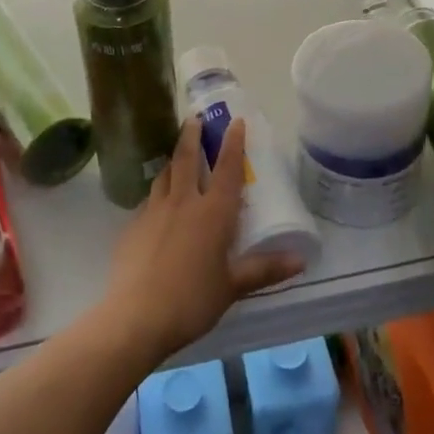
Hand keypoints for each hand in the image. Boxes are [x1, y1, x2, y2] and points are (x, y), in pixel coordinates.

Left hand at [98, 117, 303, 362]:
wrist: (136, 316)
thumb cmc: (192, 301)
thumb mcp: (232, 287)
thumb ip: (264, 270)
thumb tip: (300, 260)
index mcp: (213, 213)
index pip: (226, 168)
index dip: (233, 143)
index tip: (235, 121)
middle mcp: (183, 202)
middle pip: (186, 158)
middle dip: (192, 134)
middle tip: (194, 117)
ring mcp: (153, 211)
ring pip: (164, 175)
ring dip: (173, 160)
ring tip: (176, 156)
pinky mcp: (132, 226)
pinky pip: (148, 200)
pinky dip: (157, 193)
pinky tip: (157, 204)